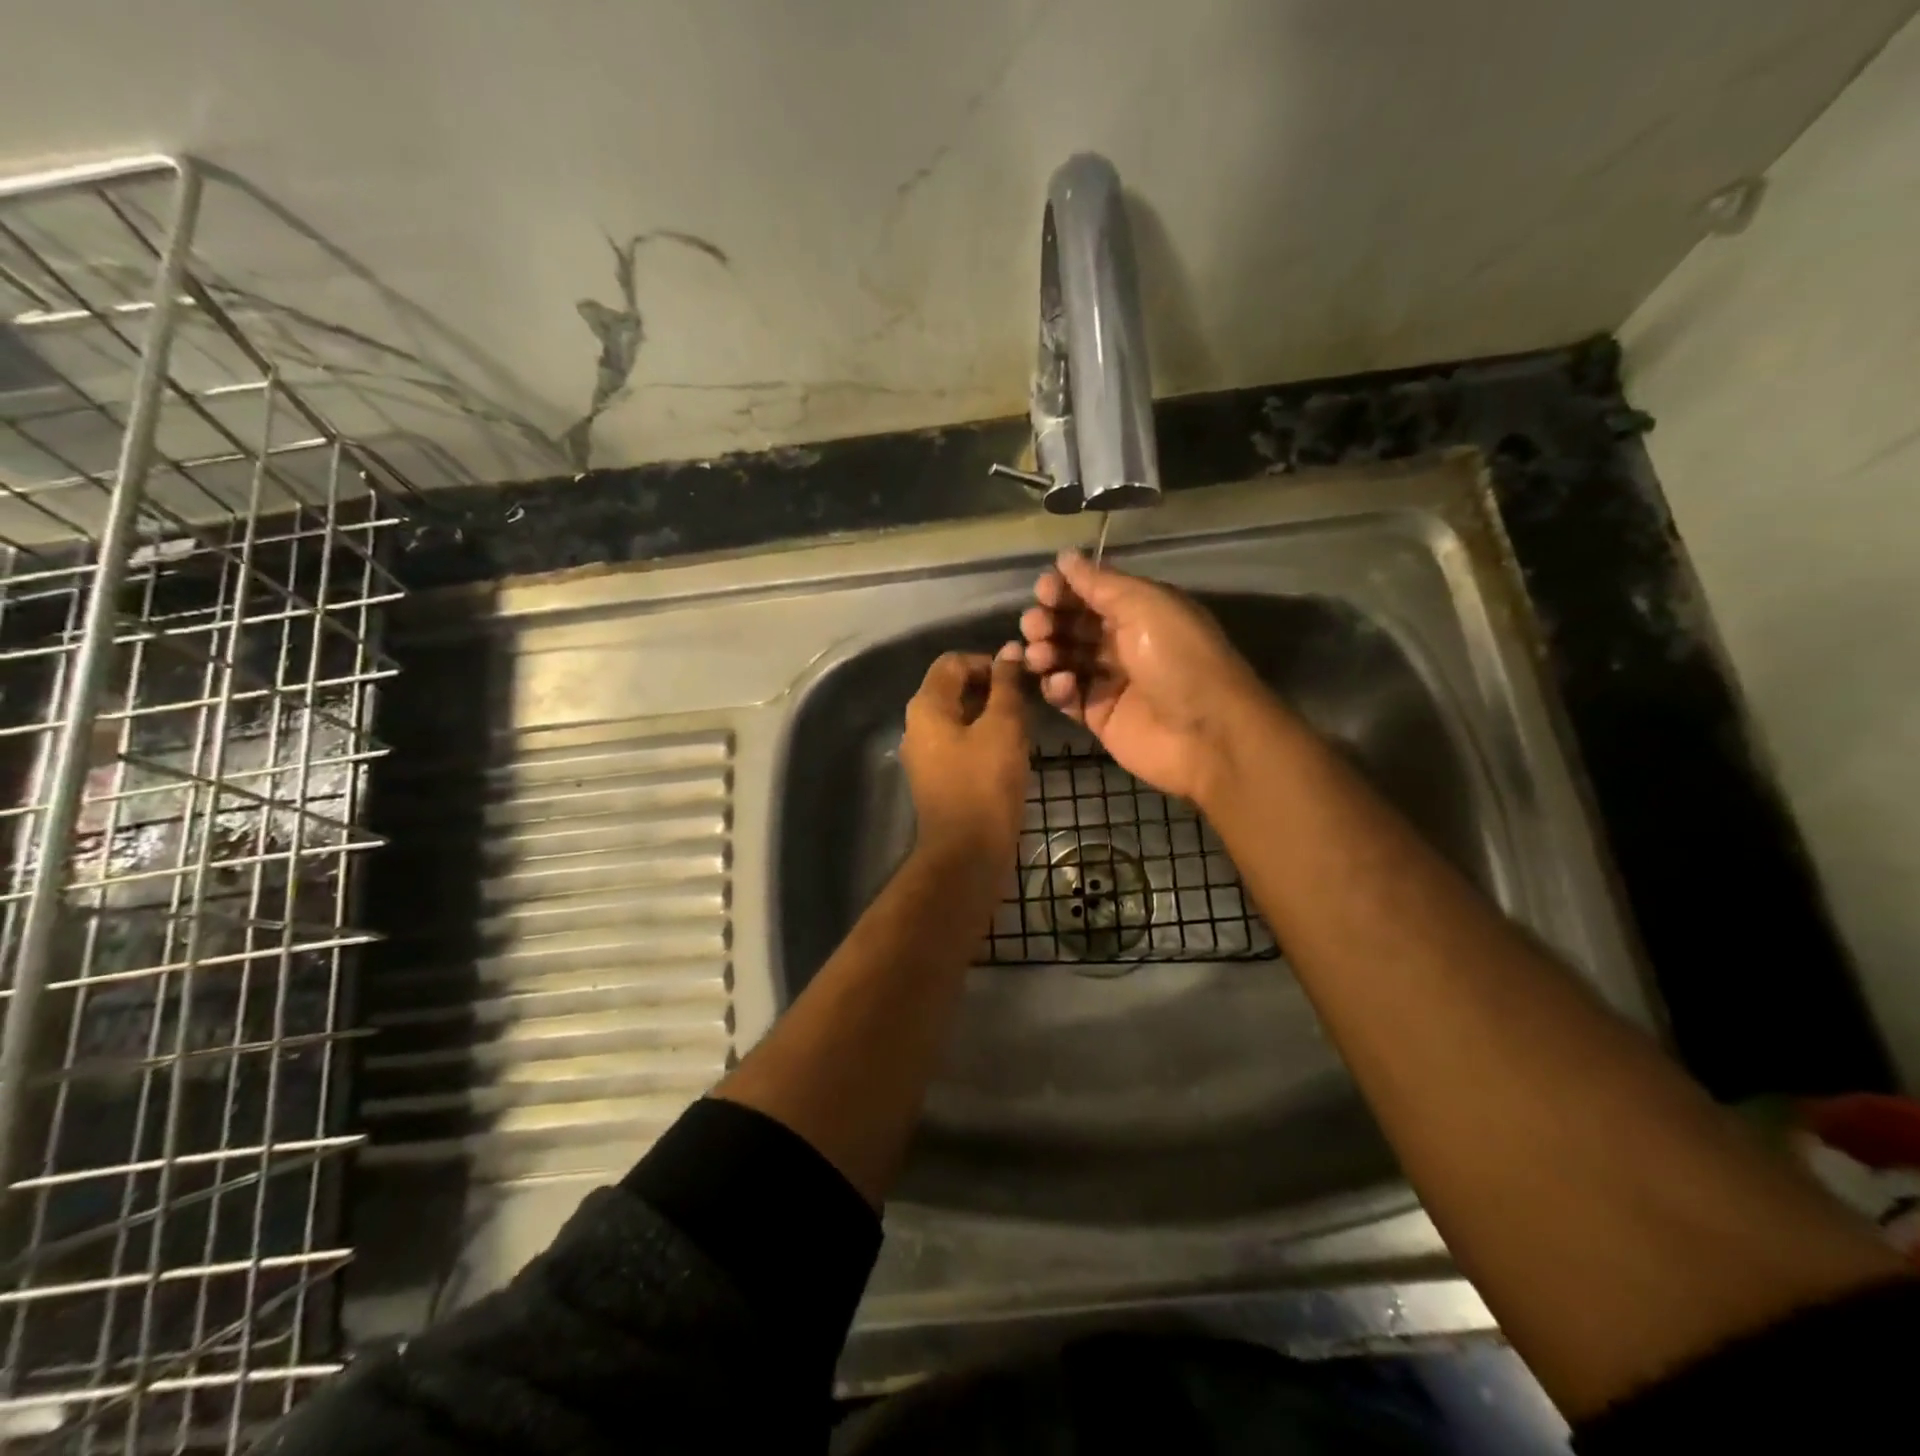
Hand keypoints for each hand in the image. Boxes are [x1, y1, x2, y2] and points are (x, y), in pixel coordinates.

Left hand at [901, 647, 1029, 859]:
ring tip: (1022, 727)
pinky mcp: (937, 778)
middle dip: (990, 689)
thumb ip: (1006, 686)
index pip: (953, 661)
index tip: (1020, 679)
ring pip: (959, 718)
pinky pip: (960, 744)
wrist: (967, 852)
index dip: (988, 662)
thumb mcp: (1003, 727)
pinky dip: (983, 740)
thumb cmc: (985, 783)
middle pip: (953, 689)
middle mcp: (917, 725)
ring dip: (990, 715)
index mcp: (926, 706)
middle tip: (1026, 702)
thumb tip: (1010, 650)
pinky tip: (1009, 753)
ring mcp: (925, 754)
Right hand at [1019, 550, 1265, 803]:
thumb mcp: (1145, 606)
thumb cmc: (1178, 659)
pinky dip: (1057, 687)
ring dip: (1046, 652)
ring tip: (1041, 656)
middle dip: (1048, 621)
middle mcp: (1122, 642)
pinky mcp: (1097, 715)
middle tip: (1035, 626)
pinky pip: (1066, 696)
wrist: (1206, 733)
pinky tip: (1064, 685)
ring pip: (1063, 659)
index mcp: (1139, 610)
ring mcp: (1108, 680)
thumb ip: (1101, 583)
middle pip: (1071, 625)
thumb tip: (1066, 557)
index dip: (1064, 589)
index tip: (1043, 590)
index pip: (1090, 593)